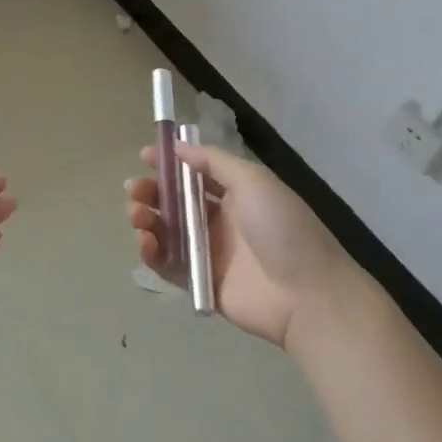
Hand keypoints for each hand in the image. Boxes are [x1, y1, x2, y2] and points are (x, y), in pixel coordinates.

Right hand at [125, 142, 347, 346]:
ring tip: (135, 214)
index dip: (170, 164)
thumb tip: (179, 147)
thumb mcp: (253, 181)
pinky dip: (152, 252)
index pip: (195, 174)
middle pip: (175, 202)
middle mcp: (220, 221)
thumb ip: (213, 161)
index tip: (145, 156)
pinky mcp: (200, 282)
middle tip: (133, 188)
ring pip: (167, 231)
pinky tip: (144, 241)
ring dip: (146, 219)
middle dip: (152, 191)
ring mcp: (209, 253)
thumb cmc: (282, 228)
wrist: (307, 294)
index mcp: (235, 194)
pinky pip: (169, 264)